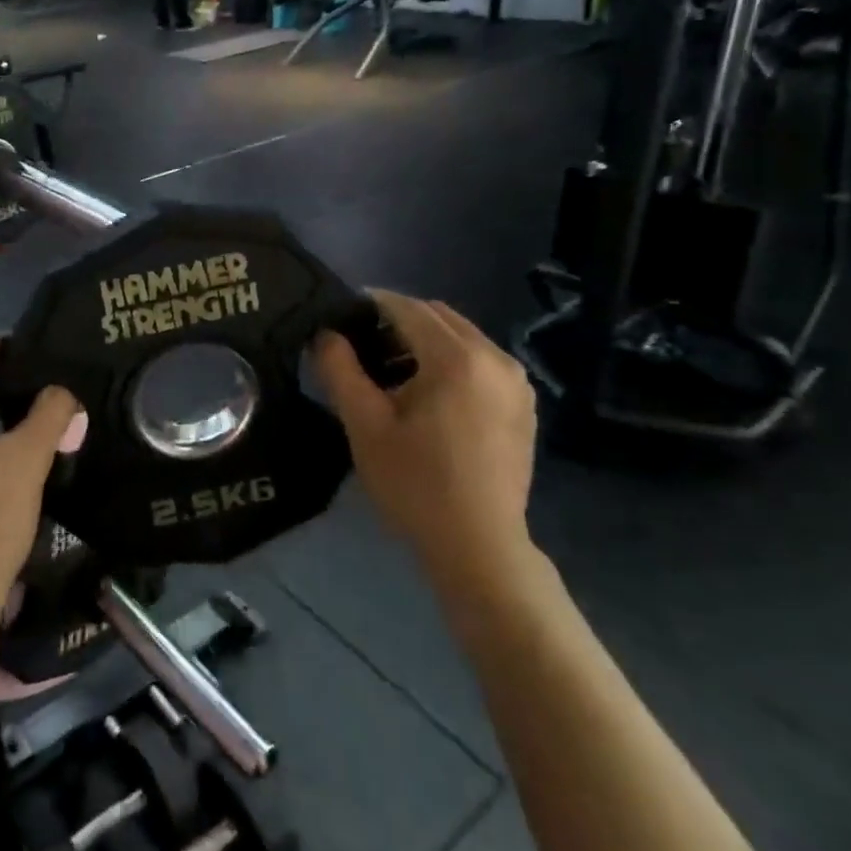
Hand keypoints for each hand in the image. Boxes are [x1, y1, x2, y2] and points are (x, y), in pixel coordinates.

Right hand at [314, 292, 539, 603]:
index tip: (341, 314)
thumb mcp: (364, 424)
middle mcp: (495, 357)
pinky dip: (451, 360)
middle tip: (362, 344)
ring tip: (391, 369)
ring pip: (462, 337)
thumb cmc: (415, 484)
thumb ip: (340, 369)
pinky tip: (428, 393)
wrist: (478, 546)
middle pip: (438, 316)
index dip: (371, 304)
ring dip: (425, 340)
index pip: (407, 308)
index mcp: (457, 358)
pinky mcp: (524, 404)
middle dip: (398, 319)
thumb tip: (326, 334)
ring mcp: (517, 382)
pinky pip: (481, 361)